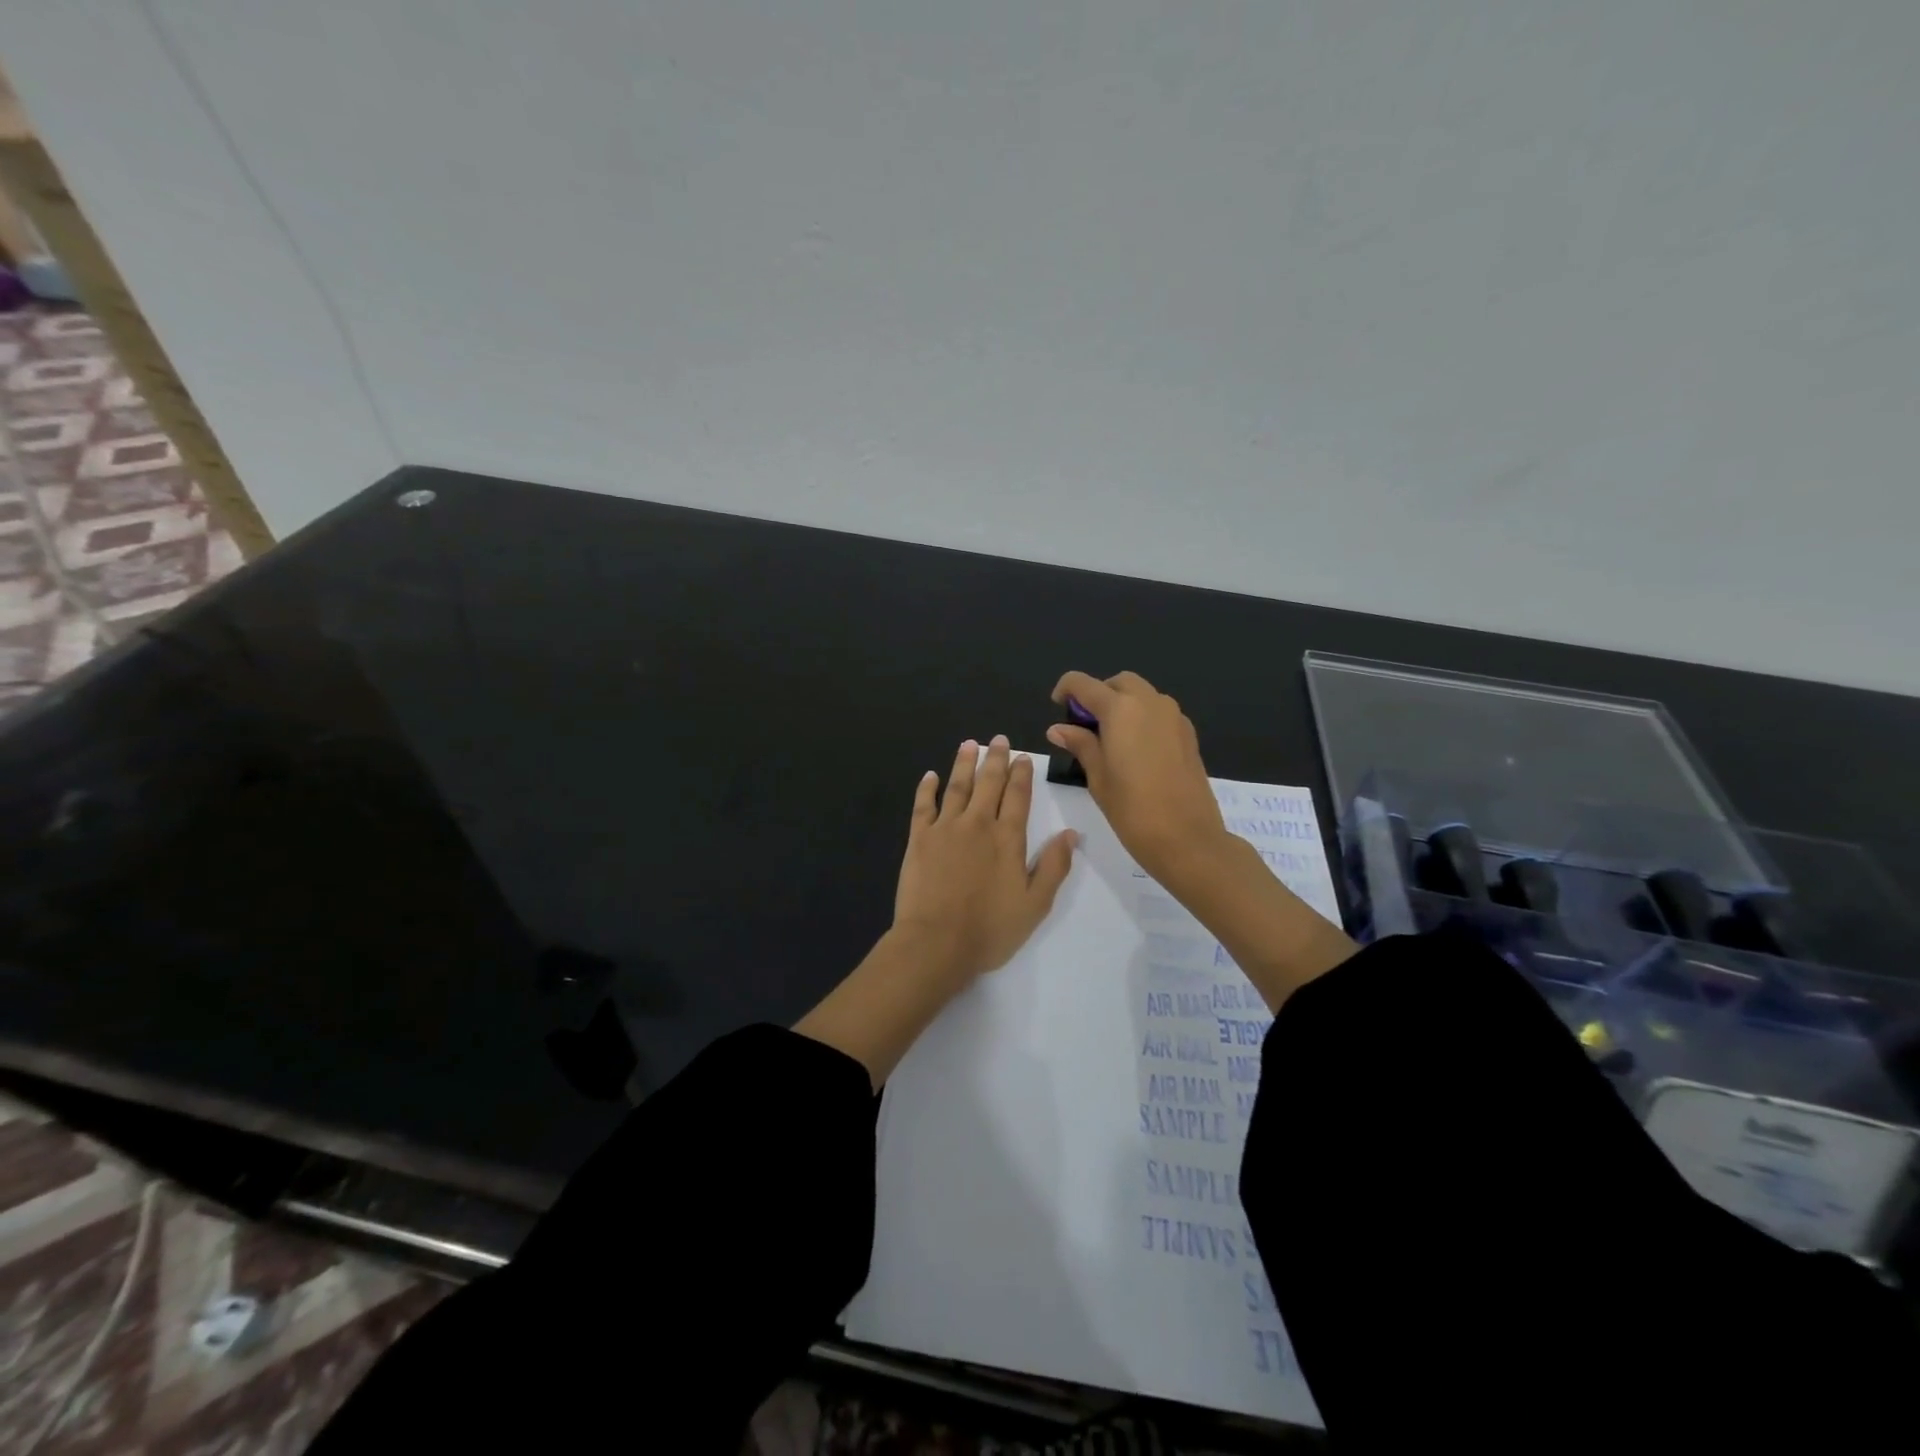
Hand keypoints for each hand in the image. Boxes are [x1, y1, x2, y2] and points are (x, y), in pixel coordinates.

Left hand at [894, 735, 1079, 983]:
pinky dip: (927, 788)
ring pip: (957, 787)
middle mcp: (978, 824)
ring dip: (964, 763)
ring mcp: (945, 829)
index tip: (1022, 757)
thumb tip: (1071, 834)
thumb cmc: (990, 929)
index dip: (1021, 774)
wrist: (936, 943)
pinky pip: (923, 806)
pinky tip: (930, 775)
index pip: (1018, 796)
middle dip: (995, 759)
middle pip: (988, 783)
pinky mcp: (919, 839)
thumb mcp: (1035, 904)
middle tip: (998, 739)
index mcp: (1008, 838)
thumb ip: (1054, 866)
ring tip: (969, 744)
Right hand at [1046, 671, 1230, 891]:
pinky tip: (1135, 750)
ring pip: (1142, 694)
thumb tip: (1058, 728)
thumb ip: (1080, 744)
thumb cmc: (1133, 810)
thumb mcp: (1098, 777)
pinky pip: (1159, 712)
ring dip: (1122, 704)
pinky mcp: (1188, 734)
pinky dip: (1142, 718)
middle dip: (1099, 694)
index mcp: (1121, 710)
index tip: (1057, 705)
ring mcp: (1174, 717)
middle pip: (1119, 682)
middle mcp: (1150, 703)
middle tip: (1084, 725)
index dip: (1066, 689)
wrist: (1187, 838)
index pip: (1084, 684)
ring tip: (1109, 739)